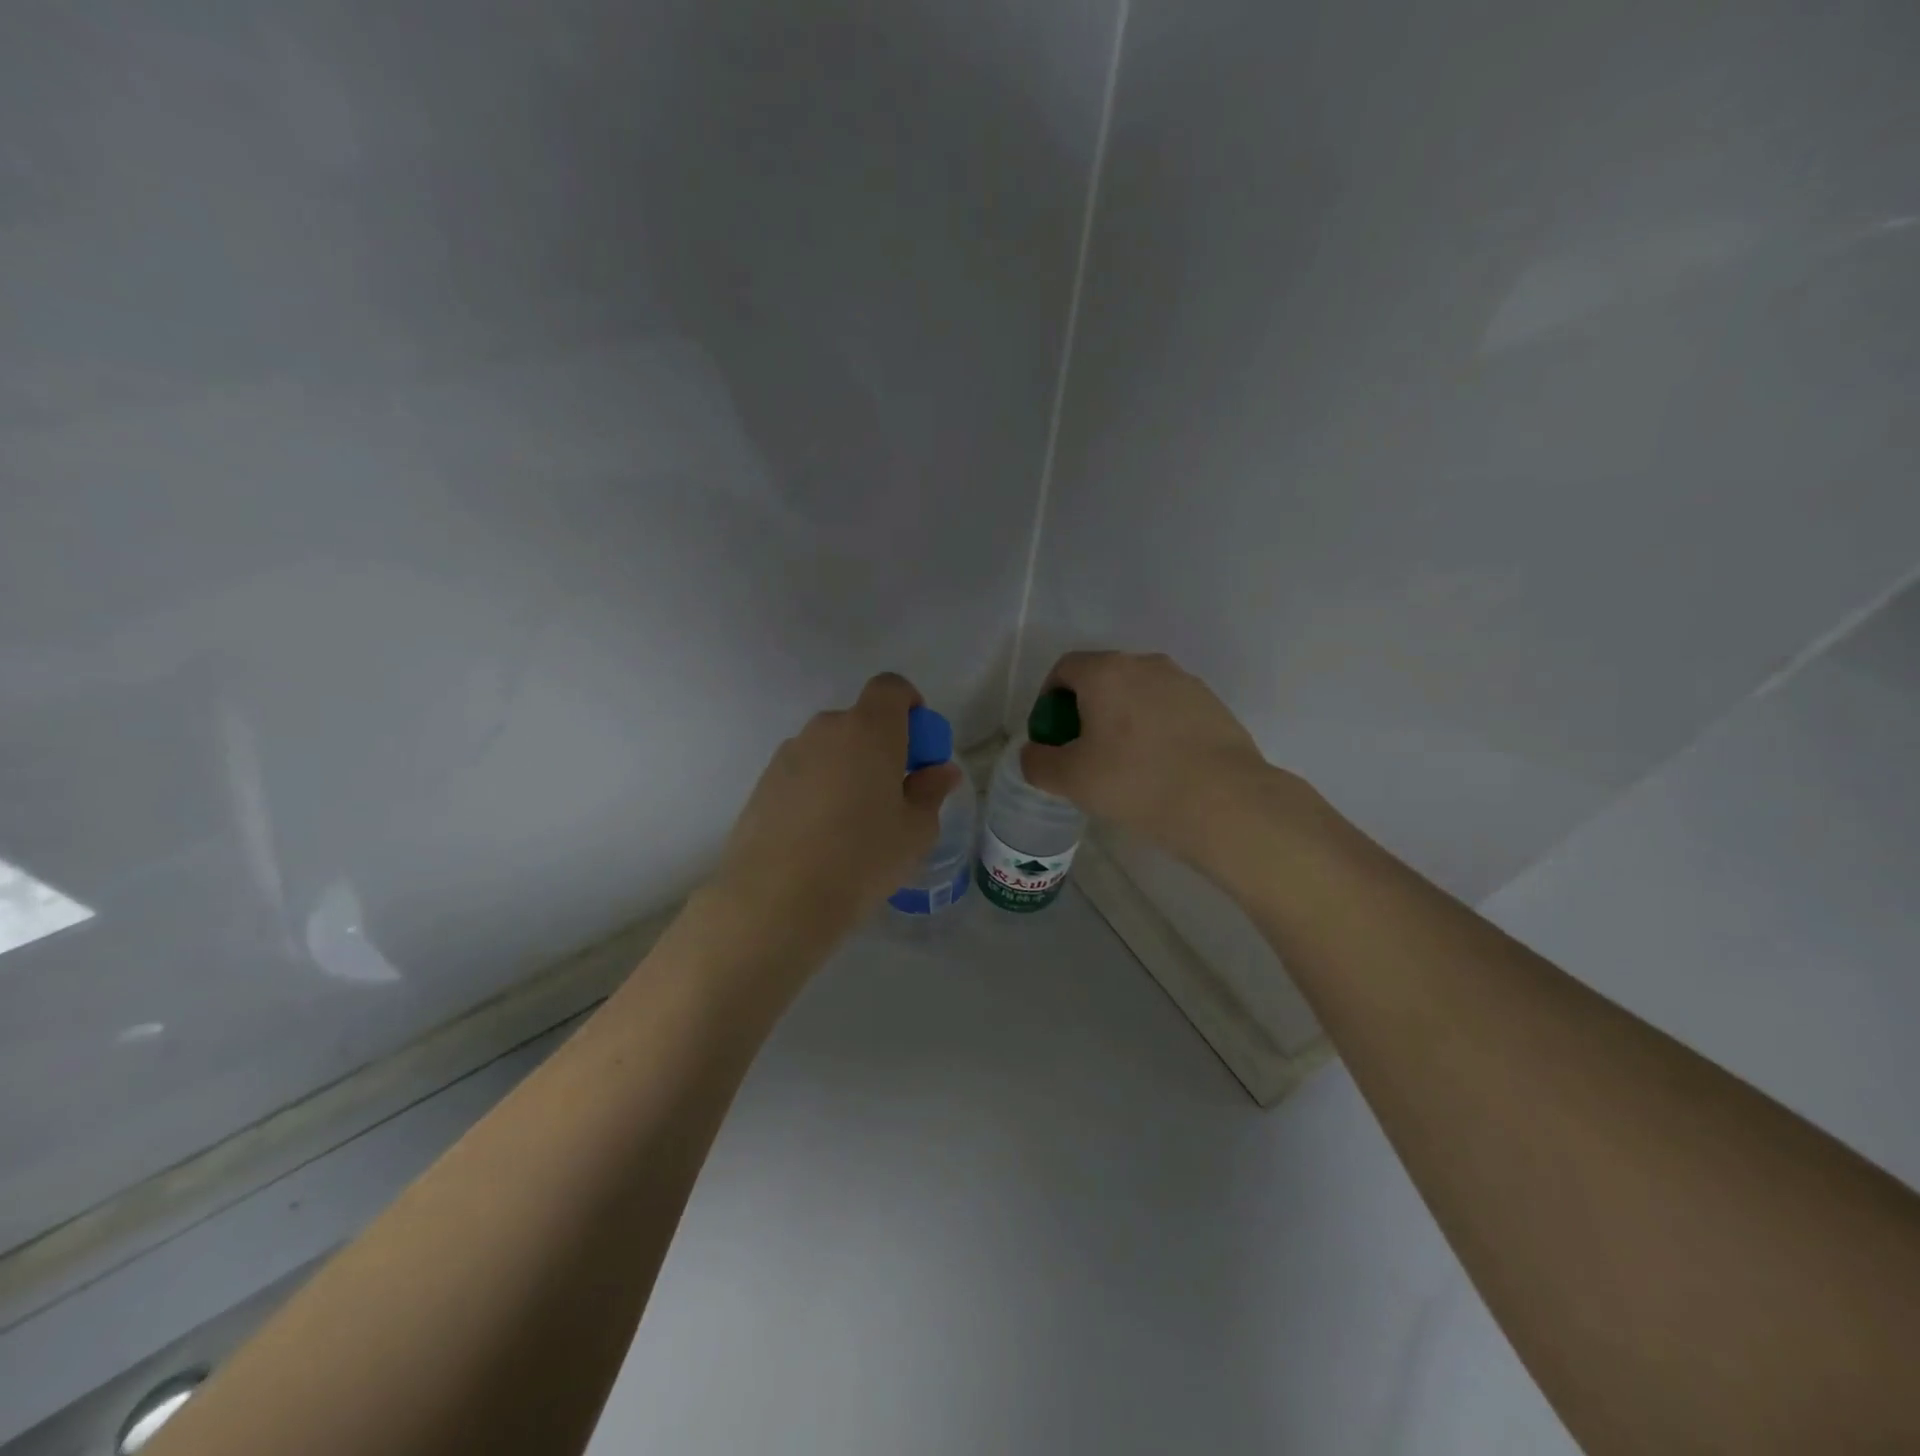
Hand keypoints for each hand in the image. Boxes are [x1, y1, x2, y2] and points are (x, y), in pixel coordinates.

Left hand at [712, 673, 961, 943]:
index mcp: (869, 730)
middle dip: (881, 746)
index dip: (909, 705)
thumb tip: (940, 771)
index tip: (918, 745)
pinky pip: (804, 772)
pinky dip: (819, 788)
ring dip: (848, 768)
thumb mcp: (915, 831)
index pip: (890, 687)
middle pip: (860, 721)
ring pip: (830, 748)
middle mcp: (825, 730)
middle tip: (892, 793)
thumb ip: (931, 792)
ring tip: (854, 822)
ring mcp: (789, 754)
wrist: (777, 899)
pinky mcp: (763, 783)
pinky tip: (821, 836)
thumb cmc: (862, 859)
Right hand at [1021, 651, 1286, 868]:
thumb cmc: (1136, 782)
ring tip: (1125, 764)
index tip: (1051, 736)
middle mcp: (1147, 664)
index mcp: (1107, 672)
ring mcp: (1185, 683)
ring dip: (1123, 720)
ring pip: (1139, 695)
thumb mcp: (1070, 780)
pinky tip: (1162, 768)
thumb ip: (1038, 762)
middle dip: (1086, 711)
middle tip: (1083, 753)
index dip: (1048, 700)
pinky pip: (1170, 711)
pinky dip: (1156, 730)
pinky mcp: (1213, 706)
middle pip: (1103, 679)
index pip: (1065, 669)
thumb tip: (1034, 753)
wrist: (1224, 802)